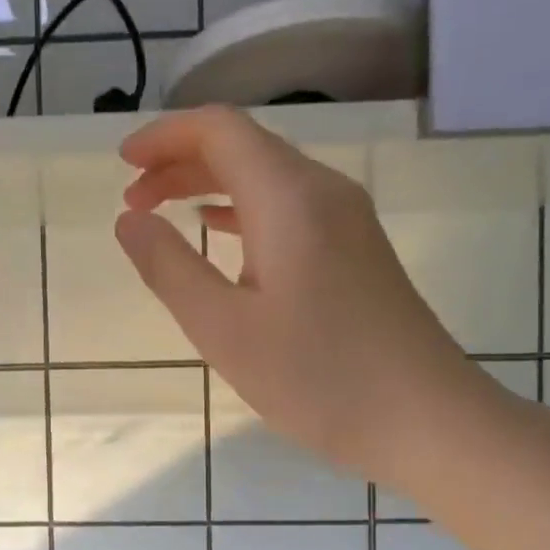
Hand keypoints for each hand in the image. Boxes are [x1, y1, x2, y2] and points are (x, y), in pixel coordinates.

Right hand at [114, 107, 495, 487]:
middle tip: (133, 198)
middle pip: (243, 146)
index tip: (122, 164)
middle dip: (180, 161)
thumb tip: (128, 220)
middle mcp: (322, 191)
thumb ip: (168, 267)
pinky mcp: (355, 249)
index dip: (164, 136)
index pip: (219, 129)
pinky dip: (241, 208)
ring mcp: (347, 219)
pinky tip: (219, 232)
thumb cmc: (318, 377)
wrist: (428, 420)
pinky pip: (288, 205)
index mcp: (289, 197)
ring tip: (162, 211)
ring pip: (266, 175)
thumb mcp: (223, 328)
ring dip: (208, 183)